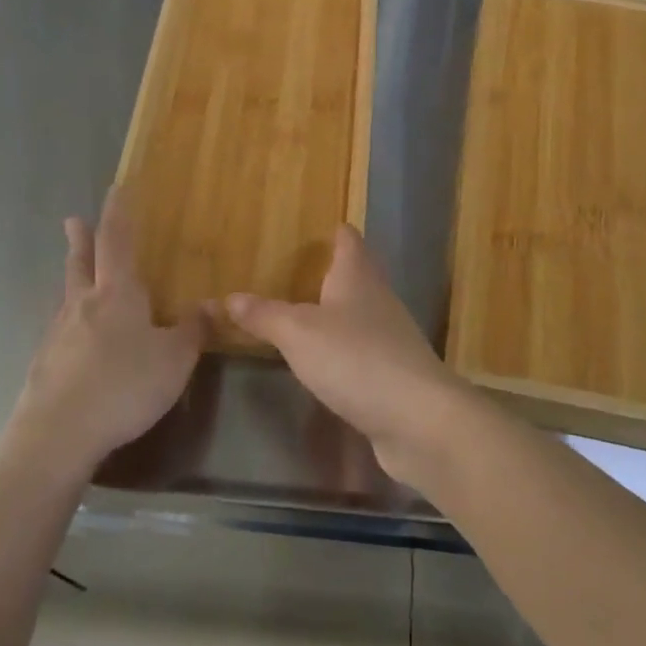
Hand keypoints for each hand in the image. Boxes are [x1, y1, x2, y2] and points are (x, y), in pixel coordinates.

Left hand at [11, 189, 201, 475]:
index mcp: (117, 295)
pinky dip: (69, 319)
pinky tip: (73, 336)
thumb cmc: (124, 386)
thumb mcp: (174, 359)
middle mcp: (83, 305)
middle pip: (80, 263)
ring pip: (67, 294)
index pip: (117, 243)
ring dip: (71, 276)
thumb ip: (194, 331)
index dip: (118, 215)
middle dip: (81, 240)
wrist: (59, 433)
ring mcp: (58, 334)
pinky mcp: (45, 363)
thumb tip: (213, 304)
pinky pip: (60, 329)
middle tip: (73, 220)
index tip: (115, 189)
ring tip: (74, 273)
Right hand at [221, 226, 471, 483]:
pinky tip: (326, 360)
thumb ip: (264, 315)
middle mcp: (378, 300)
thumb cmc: (355, 359)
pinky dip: (344, 349)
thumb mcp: (298, 334)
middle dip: (334, 271)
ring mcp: (390, 338)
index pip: (349, 241)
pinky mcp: (393, 374)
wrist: (417, 419)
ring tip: (306, 313)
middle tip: (301, 270)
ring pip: (361, 313)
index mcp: (357, 278)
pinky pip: (363, 350)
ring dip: (338, 311)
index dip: (336, 232)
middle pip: (358, 275)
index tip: (322, 227)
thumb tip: (227, 297)